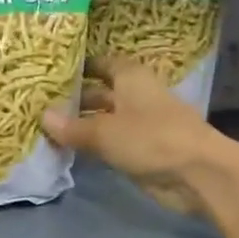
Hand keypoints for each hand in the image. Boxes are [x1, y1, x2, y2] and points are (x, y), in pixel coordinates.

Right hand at [40, 56, 238, 217]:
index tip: (52, 72)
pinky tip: (69, 150)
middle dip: (75, 99)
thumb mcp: (105, 132)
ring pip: (105, 120)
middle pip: (101, 93)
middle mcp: (135, 96)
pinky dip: (94, 145)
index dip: (80, 66)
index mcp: (131, 77)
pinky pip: (112, 143)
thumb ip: (73, 127)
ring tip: (47, 129)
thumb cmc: (151, 138)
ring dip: (82, 125)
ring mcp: (141, 124)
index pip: (102, 63)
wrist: (198, 174)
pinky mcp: (143, 150)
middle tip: (40, 105)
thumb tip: (43, 116)